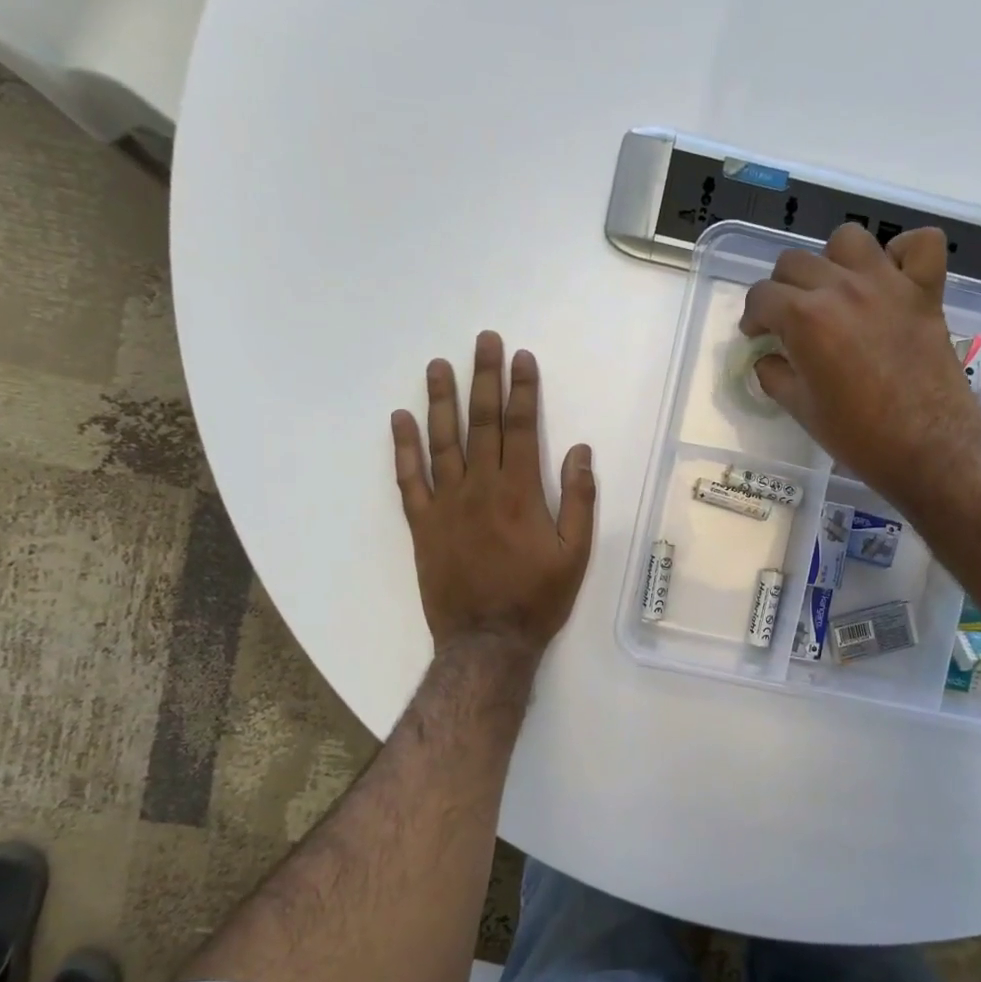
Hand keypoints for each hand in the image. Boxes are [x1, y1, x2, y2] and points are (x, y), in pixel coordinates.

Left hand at [392, 332, 594, 656]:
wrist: (487, 642)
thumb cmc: (538, 598)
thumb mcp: (576, 554)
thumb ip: (579, 500)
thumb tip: (580, 451)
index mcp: (520, 492)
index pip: (520, 427)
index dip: (522, 390)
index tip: (522, 358)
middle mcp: (480, 488)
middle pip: (481, 423)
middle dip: (484, 378)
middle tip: (483, 340)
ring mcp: (446, 504)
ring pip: (442, 441)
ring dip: (441, 400)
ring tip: (439, 364)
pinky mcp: (422, 524)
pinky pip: (409, 479)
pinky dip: (403, 447)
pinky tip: (401, 419)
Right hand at [740, 223, 980, 503]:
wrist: (927, 447)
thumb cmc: (858, 436)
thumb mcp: (802, 410)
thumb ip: (776, 376)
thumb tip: (768, 359)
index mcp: (806, 319)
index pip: (762, 296)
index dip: (753, 316)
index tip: (757, 334)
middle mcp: (842, 288)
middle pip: (795, 262)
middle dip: (782, 289)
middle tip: (789, 320)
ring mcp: (888, 284)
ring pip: (848, 239)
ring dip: (833, 260)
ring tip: (835, 291)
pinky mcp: (926, 291)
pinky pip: (920, 243)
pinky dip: (903, 252)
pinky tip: (891, 276)